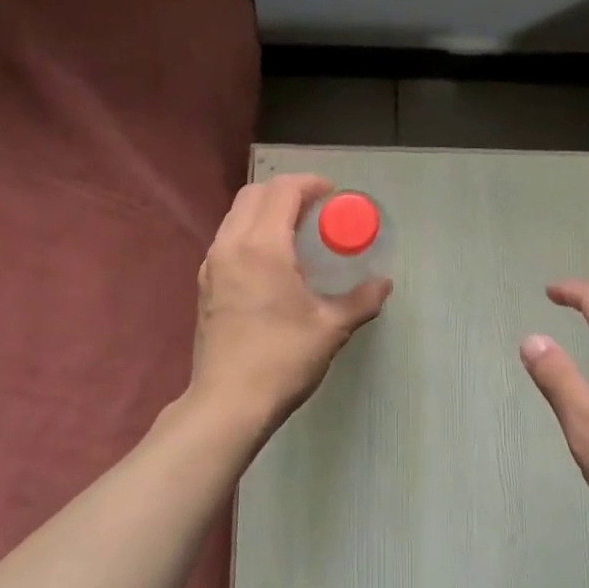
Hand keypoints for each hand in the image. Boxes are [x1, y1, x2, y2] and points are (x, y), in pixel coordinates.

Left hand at [189, 174, 391, 435]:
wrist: (227, 404)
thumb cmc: (282, 360)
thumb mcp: (330, 328)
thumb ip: (360, 300)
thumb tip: (383, 284)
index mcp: (262, 247)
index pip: (282, 191)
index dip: (309, 184)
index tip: (332, 194)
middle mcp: (231, 245)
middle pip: (254, 194)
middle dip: (286, 191)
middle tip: (316, 209)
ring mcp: (212, 264)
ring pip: (236, 215)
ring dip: (266, 210)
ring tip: (296, 232)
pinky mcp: (205, 284)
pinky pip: (228, 239)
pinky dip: (250, 232)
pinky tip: (273, 261)